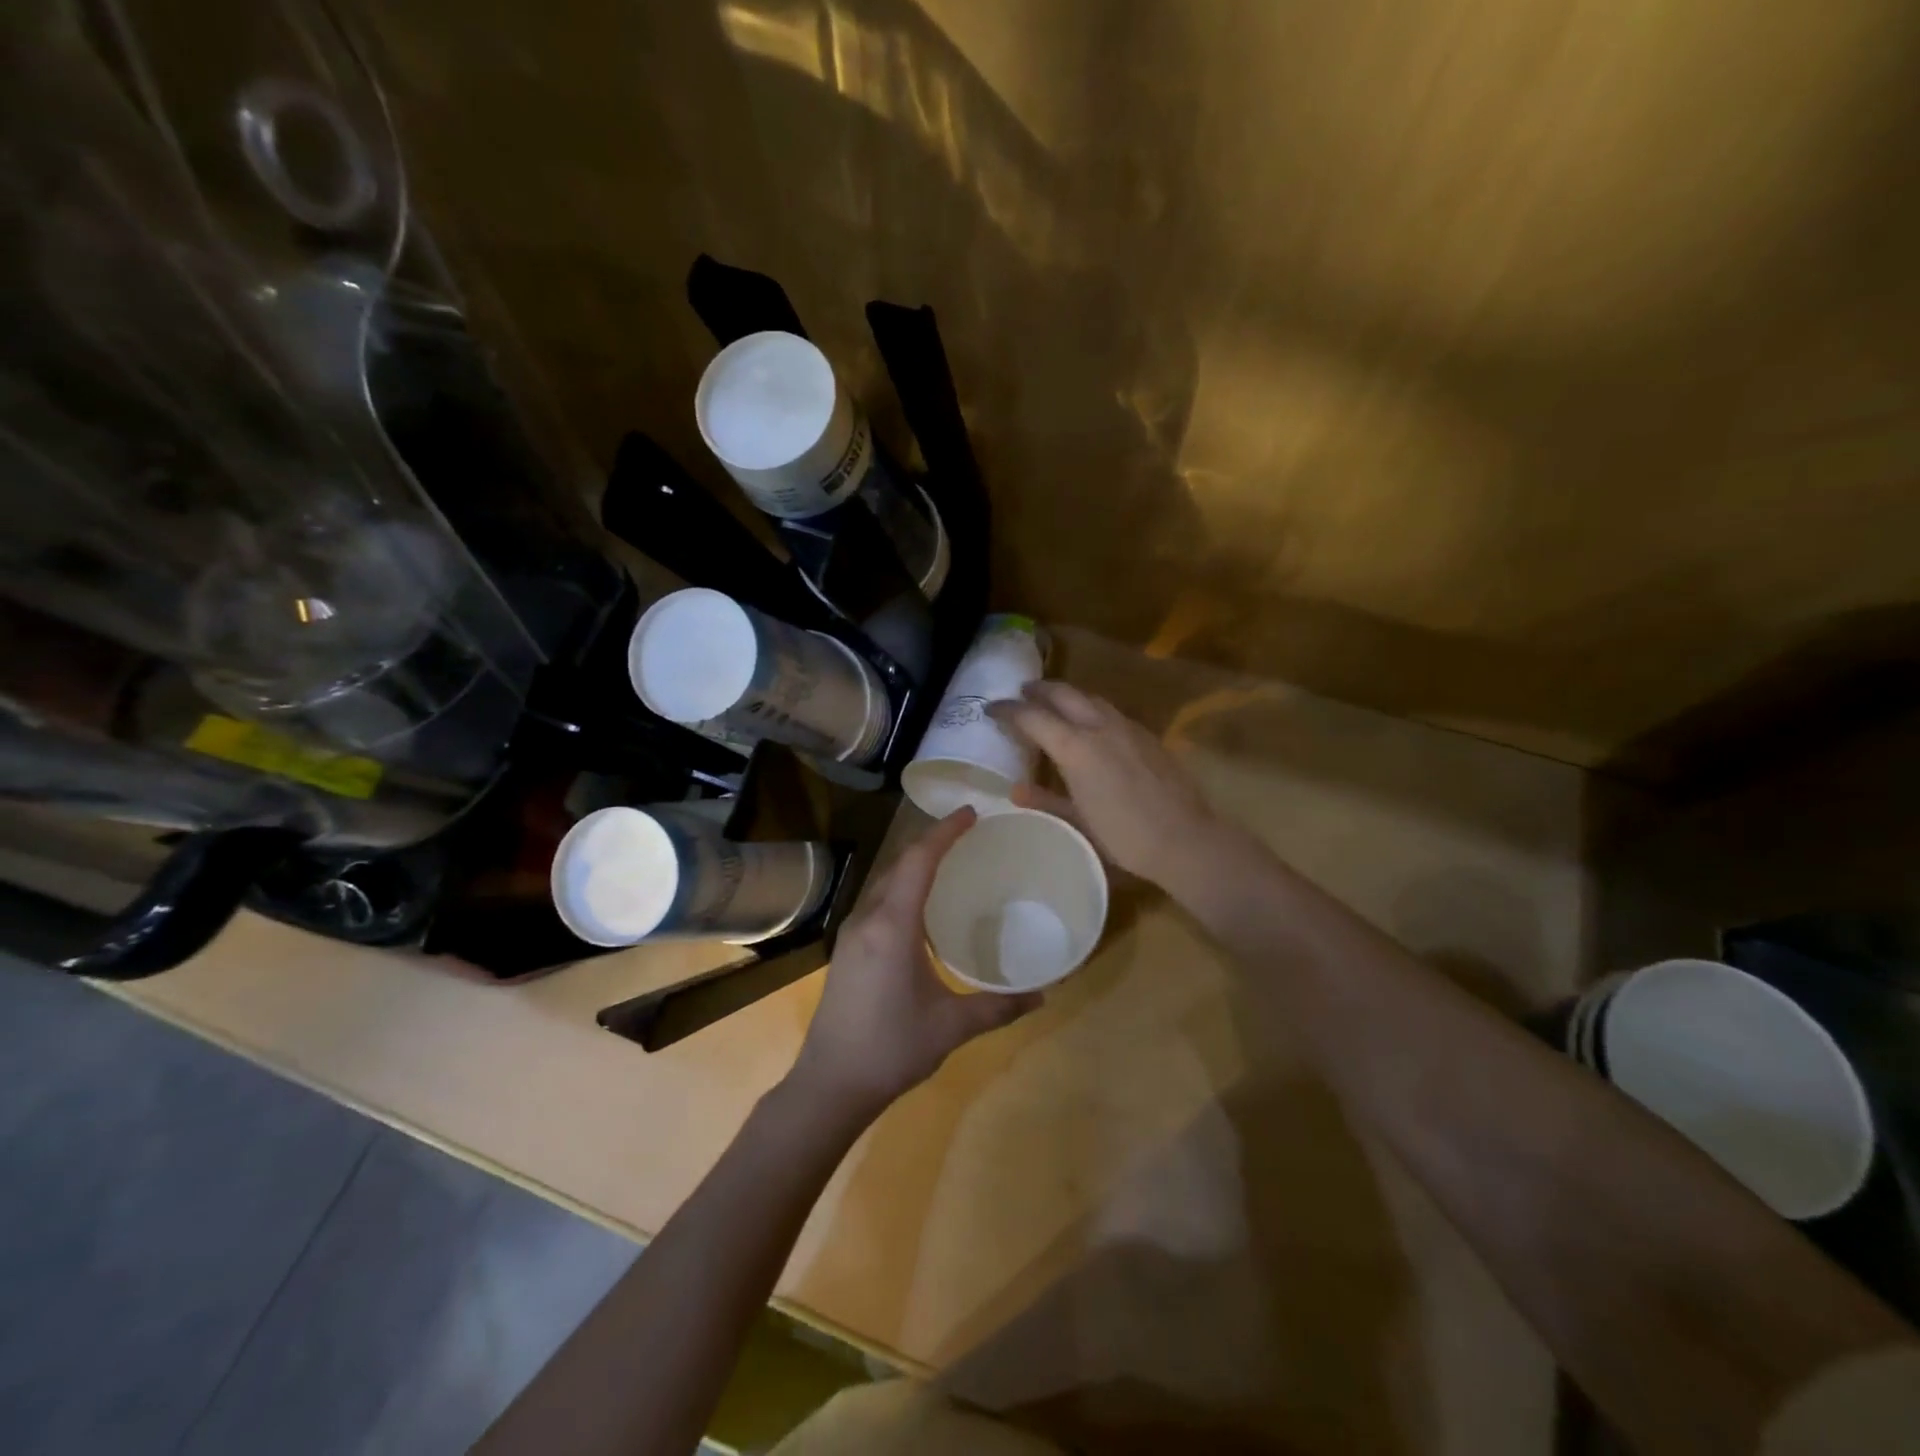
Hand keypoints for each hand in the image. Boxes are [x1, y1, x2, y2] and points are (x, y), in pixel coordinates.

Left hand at [790, 808, 1040, 1119]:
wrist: (829, 1083)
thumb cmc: (891, 1048)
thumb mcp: (952, 1027)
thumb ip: (998, 1007)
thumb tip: (1043, 995)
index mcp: (893, 926)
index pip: (919, 861)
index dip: (945, 832)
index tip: (971, 814)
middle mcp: (868, 918)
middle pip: (900, 864)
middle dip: (932, 844)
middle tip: (967, 835)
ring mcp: (851, 933)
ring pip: (885, 882)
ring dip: (915, 866)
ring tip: (950, 864)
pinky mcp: (846, 950)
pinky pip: (878, 902)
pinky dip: (903, 889)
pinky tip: (922, 910)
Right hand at [990, 680, 1221, 886]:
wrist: (1184, 839)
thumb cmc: (1124, 837)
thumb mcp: (1078, 822)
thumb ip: (1046, 800)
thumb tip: (1016, 791)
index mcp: (1076, 748)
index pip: (1032, 717)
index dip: (1008, 710)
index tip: (990, 708)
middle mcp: (1099, 727)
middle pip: (1063, 693)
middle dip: (1038, 690)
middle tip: (1021, 693)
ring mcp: (1127, 727)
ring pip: (1090, 697)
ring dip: (1066, 695)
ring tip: (1052, 703)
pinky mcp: (1146, 735)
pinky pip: (1110, 711)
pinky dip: (1090, 708)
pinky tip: (1090, 724)